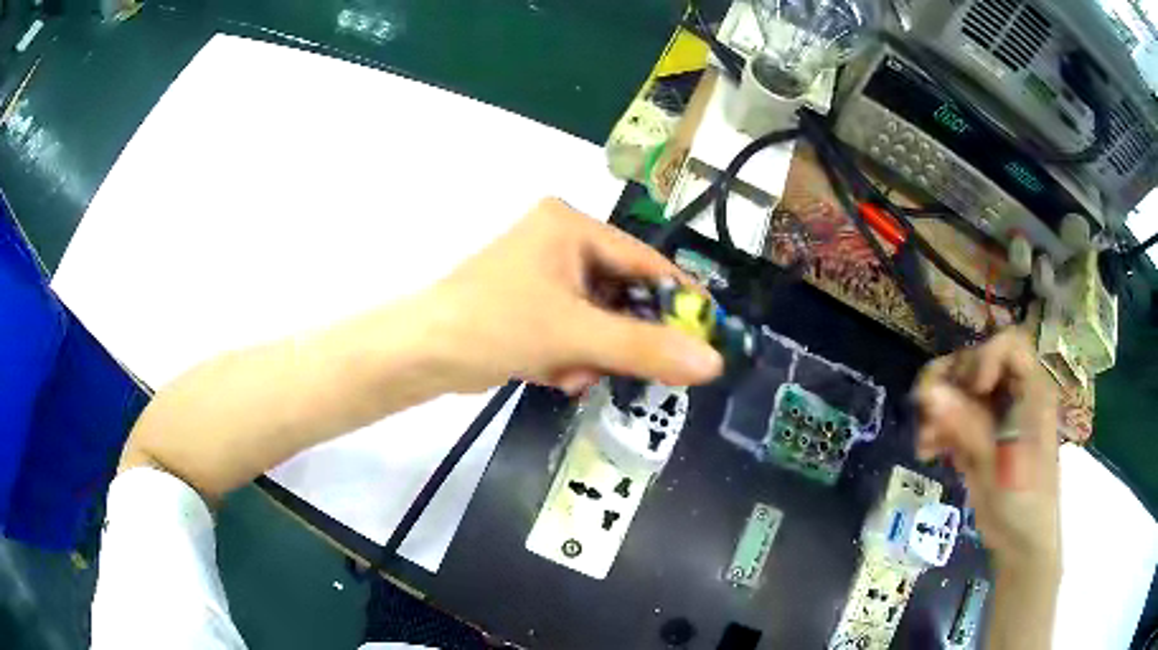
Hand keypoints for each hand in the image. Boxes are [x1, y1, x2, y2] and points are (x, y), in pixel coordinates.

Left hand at [413, 198, 723, 393]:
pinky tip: (554, 373)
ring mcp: (545, 274)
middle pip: (623, 293)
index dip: (680, 300)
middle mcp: (561, 242)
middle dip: (621, 339)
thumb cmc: (494, 325)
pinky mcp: (532, 304)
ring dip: (593, 354)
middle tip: (633, 370)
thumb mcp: (574, 336)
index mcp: (571, 226)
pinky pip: (575, 331)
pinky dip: (572, 357)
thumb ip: (645, 349)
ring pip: (600, 319)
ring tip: (572, 374)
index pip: (645, 261)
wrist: (421, 355)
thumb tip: (712, 363)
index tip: (709, 335)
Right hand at [913, 329, 1059, 574]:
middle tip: (926, 409)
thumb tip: (928, 392)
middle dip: (949, 384)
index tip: (973, 389)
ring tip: (925, 441)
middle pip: (977, 363)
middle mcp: (1014, 393)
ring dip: (937, 410)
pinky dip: (937, 430)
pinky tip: (927, 452)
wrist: (1020, 544)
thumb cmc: (1022, 503)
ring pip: (959, 390)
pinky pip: (953, 418)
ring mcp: (995, 414)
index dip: (986, 358)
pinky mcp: (980, 435)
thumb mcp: (997, 465)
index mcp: (1032, 391)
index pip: (1009, 346)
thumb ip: (967, 426)